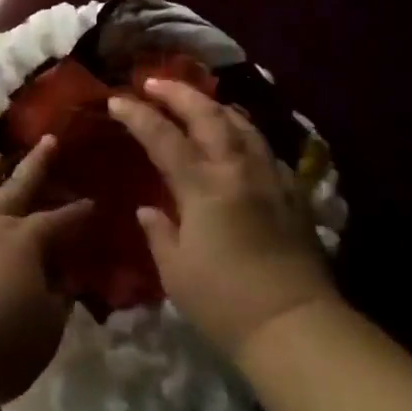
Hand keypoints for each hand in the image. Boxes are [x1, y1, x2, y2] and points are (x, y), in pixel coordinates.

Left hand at [0, 138, 92, 406]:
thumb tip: (63, 284)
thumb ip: (57, 302)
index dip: (76, 213)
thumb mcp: (46, 328)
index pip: (58, 221)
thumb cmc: (0, 341)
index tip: (93, 202)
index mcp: (25, 239)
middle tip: (48, 139)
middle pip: (17, 187)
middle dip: (36, 164)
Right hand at [108, 79, 335, 359]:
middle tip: (154, 83)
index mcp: (203, 186)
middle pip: (208, 115)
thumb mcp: (175, 271)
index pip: (163, 136)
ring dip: (214, 106)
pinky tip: (238, 138)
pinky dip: (244, 132)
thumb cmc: (224, 302)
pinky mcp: (293, 194)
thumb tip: (149, 209)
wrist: (295, 326)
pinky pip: (264, 147)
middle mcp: (237, 170)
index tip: (116, 99)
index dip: (137, 114)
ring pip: (242, 124)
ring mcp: (270, 178)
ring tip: (196, 101)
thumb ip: (159, 231)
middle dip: (178, 93)